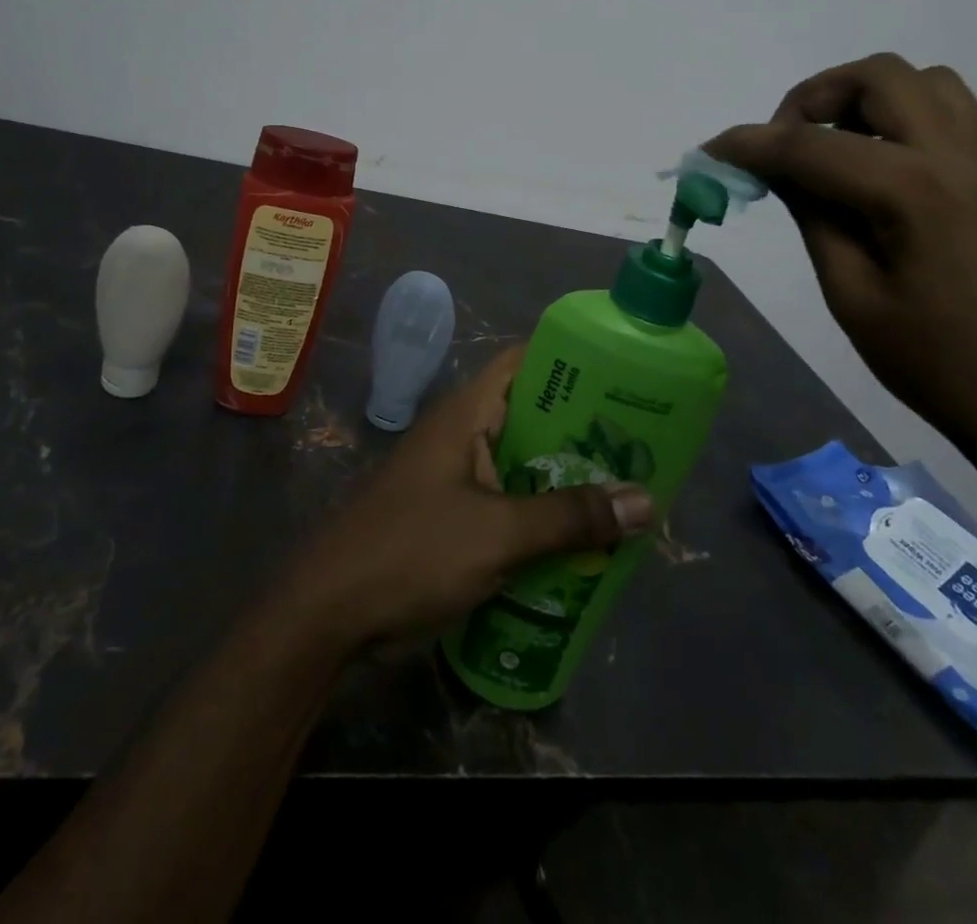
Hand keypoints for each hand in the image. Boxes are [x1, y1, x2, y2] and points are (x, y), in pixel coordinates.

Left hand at [281, 348, 653, 646]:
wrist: (329, 615)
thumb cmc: (412, 552)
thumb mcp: (498, 533)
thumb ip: (570, 517)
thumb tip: (647, 501)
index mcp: (467, 414)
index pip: (524, 362)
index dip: (572, 360)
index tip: (624, 375)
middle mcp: (463, 435)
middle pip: (532, 416)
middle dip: (583, 431)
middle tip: (641, 445)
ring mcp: (455, 478)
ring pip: (523, 465)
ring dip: (566, 480)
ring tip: (625, 493)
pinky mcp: (452, 517)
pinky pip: (508, 503)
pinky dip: (542, 516)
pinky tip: (582, 541)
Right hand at [705, 53, 976, 470]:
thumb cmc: (938, 364)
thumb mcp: (853, 297)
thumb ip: (814, 218)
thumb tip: (779, 171)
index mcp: (913, 190)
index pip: (810, 146)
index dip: (748, 144)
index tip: (708, 153)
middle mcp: (956, 156)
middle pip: (878, 76)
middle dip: (813, 97)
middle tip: (781, 146)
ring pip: (921, 83)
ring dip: (862, 98)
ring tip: (828, 150)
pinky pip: (946, 114)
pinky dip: (896, 118)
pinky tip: (872, 172)